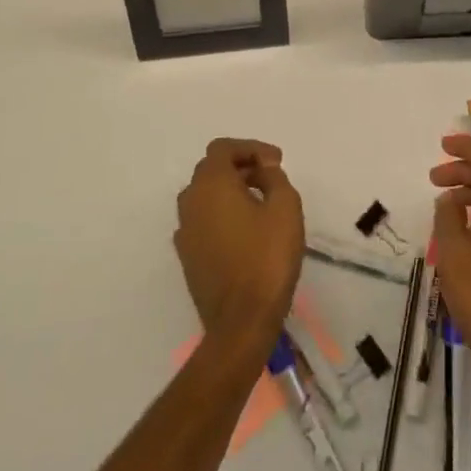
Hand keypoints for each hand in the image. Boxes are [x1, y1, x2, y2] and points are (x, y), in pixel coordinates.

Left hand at [175, 138, 303, 355]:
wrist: (241, 322)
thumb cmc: (267, 258)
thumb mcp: (285, 207)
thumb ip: (274, 177)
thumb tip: (263, 169)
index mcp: (210, 185)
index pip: (223, 149)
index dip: (251, 148)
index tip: (276, 162)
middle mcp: (190, 202)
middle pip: (211, 169)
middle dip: (241, 166)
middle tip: (270, 176)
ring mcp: (185, 231)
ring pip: (205, 195)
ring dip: (230, 189)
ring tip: (261, 201)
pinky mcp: (187, 256)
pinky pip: (203, 220)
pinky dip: (222, 213)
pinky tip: (246, 229)